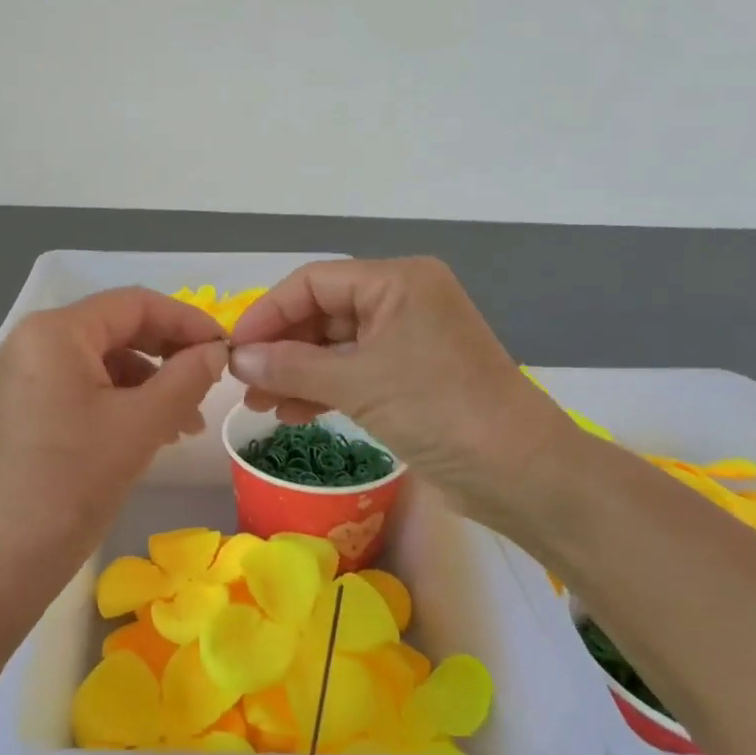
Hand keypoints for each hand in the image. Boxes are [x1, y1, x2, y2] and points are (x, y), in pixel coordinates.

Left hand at [0, 288, 229, 581]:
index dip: (186, 320)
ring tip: (186, 423)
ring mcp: (28, 373)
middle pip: (118, 328)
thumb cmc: (75, 480)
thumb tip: (216, 352)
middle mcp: (35, 340)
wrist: (7, 556)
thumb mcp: (142, 424)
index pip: (134, 304)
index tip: (225, 349)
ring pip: (105, 360)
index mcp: (56, 331)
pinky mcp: (29, 404)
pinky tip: (153, 432)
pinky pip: (86, 385)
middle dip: (169, 354)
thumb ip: (187, 377)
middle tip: (209, 384)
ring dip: (151, 383)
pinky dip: (123, 401)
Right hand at [228, 258, 574, 534]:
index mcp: (397, 281)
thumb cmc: (439, 410)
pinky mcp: (411, 376)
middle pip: (323, 312)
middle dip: (281, 348)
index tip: (235, 349)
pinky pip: (354, 371)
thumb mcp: (358, 384)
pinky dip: (322, 389)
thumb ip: (291, 367)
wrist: (520, 473)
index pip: (314, 282)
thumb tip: (238, 360)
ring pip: (335, 345)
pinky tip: (291, 413)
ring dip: (296, 372)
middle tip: (243, 382)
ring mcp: (408, 339)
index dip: (269, 312)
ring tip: (258, 405)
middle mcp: (403, 300)